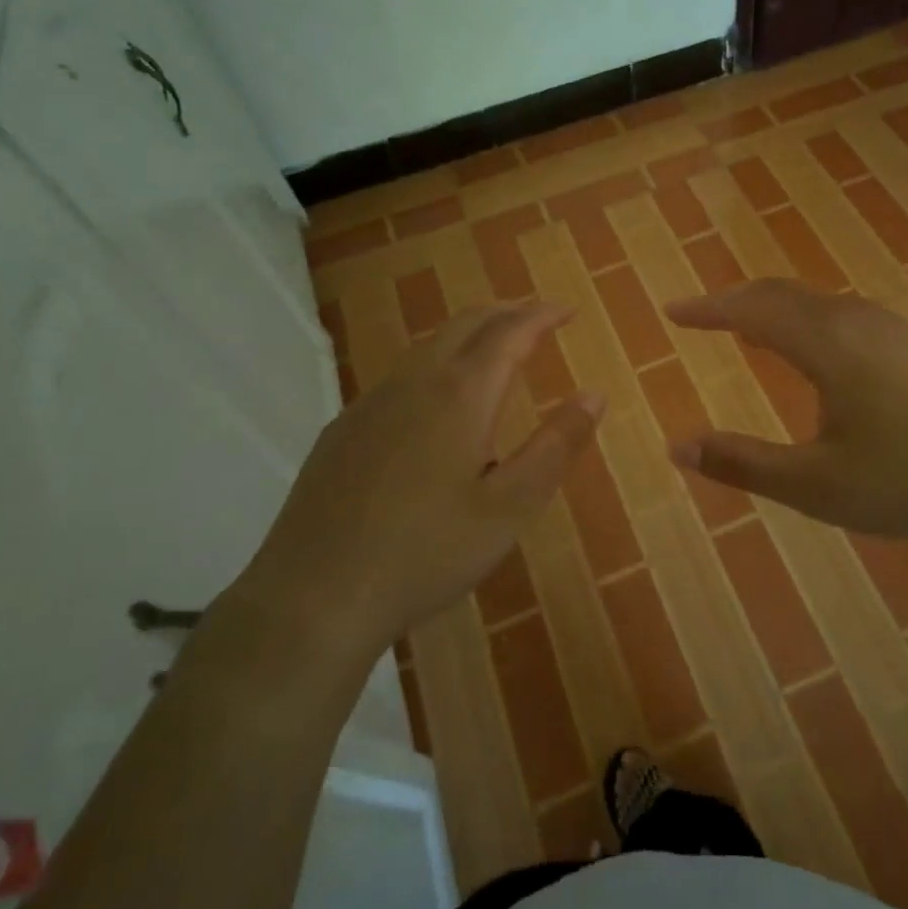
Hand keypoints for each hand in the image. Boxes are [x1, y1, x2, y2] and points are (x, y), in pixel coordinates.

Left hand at [238, 303, 603, 654]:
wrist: (313, 597)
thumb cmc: (426, 553)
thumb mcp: (509, 509)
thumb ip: (556, 447)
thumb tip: (594, 395)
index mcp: (460, 395)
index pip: (509, 333)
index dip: (541, 316)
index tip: (567, 310)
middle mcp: (413, 383)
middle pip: (465, 324)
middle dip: (506, 313)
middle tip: (537, 320)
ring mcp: (370, 404)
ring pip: (428, 347)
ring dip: (469, 337)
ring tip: (494, 353)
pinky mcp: (343, 430)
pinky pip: (400, 378)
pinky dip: (435, 366)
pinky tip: (435, 406)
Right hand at [665, 280, 907, 551]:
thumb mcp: (818, 485)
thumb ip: (744, 464)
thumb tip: (678, 448)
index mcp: (826, 344)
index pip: (749, 310)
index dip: (706, 310)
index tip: (672, 311)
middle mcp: (857, 321)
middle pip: (782, 295)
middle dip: (736, 302)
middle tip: (704, 315)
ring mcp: (896, 329)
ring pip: (819, 303)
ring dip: (776, 308)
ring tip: (752, 328)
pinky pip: (846, 316)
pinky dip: (809, 320)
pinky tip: (822, 352)